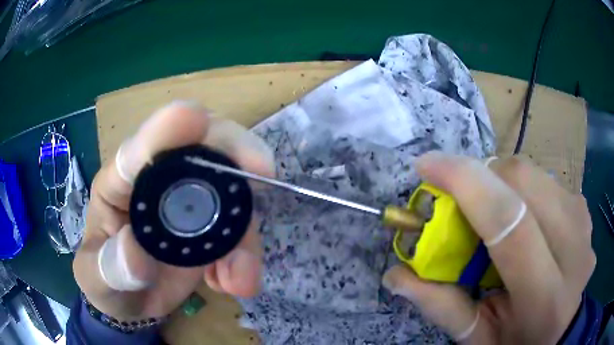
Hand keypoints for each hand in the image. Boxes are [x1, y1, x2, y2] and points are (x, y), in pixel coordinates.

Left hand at [73, 101, 274, 320]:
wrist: (131, 300)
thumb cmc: (105, 281)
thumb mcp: (98, 280)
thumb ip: (110, 268)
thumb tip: (136, 252)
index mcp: (120, 183)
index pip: (139, 149)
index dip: (165, 130)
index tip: (193, 116)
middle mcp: (159, 182)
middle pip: (201, 145)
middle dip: (233, 151)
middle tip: (262, 172)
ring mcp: (189, 202)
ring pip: (231, 190)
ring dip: (245, 232)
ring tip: (239, 279)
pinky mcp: (211, 226)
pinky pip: (239, 229)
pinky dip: (245, 256)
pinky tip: (233, 284)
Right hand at [382, 152, 594, 343]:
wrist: (561, 329)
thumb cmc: (518, 341)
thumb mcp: (477, 337)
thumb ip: (442, 306)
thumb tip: (396, 275)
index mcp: (545, 296)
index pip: (509, 221)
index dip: (466, 182)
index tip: (426, 165)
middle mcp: (574, 249)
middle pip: (523, 181)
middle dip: (481, 177)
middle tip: (459, 201)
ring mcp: (584, 223)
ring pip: (533, 173)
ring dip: (500, 182)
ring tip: (490, 213)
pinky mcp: (584, 208)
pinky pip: (545, 179)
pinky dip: (521, 188)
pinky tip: (521, 217)